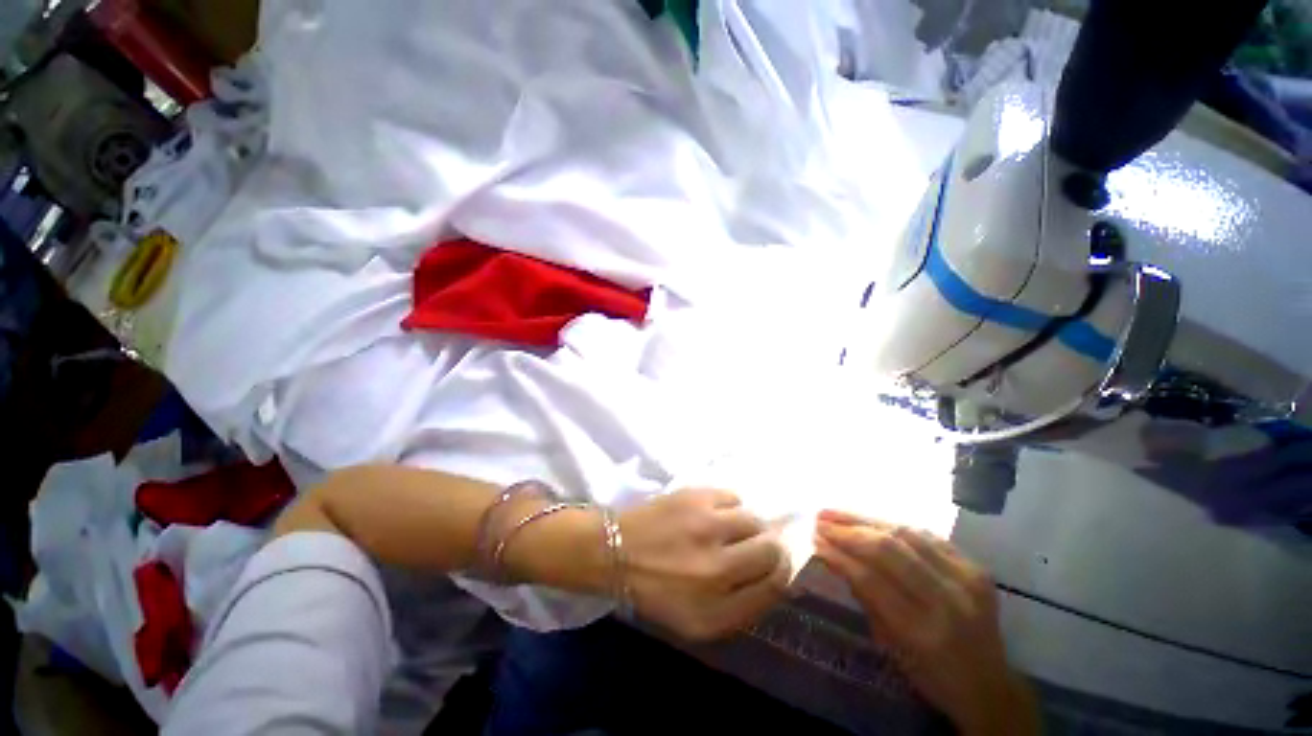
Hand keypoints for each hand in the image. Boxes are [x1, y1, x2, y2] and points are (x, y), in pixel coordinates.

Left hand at [618, 488, 790, 640]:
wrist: (614, 550)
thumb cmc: (656, 590)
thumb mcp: (697, 621)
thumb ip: (742, 607)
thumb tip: (780, 578)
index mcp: (715, 611)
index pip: (774, 588)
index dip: (783, 574)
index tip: (778, 565)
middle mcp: (715, 569)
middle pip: (771, 550)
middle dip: (771, 548)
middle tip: (755, 545)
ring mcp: (706, 527)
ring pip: (754, 520)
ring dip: (749, 526)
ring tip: (730, 529)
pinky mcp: (695, 497)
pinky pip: (733, 497)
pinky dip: (730, 506)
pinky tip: (714, 513)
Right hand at [814, 510, 1038, 735]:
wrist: (990, 685)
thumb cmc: (932, 675)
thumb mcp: (891, 646)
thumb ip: (865, 598)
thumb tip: (834, 556)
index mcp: (923, 632)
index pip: (871, 579)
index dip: (840, 555)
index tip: (815, 540)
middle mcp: (948, 601)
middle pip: (889, 551)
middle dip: (848, 531)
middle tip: (820, 520)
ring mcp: (966, 580)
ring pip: (907, 535)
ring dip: (866, 520)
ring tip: (837, 513)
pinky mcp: (975, 567)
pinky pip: (927, 536)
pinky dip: (893, 526)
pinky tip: (871, 521)